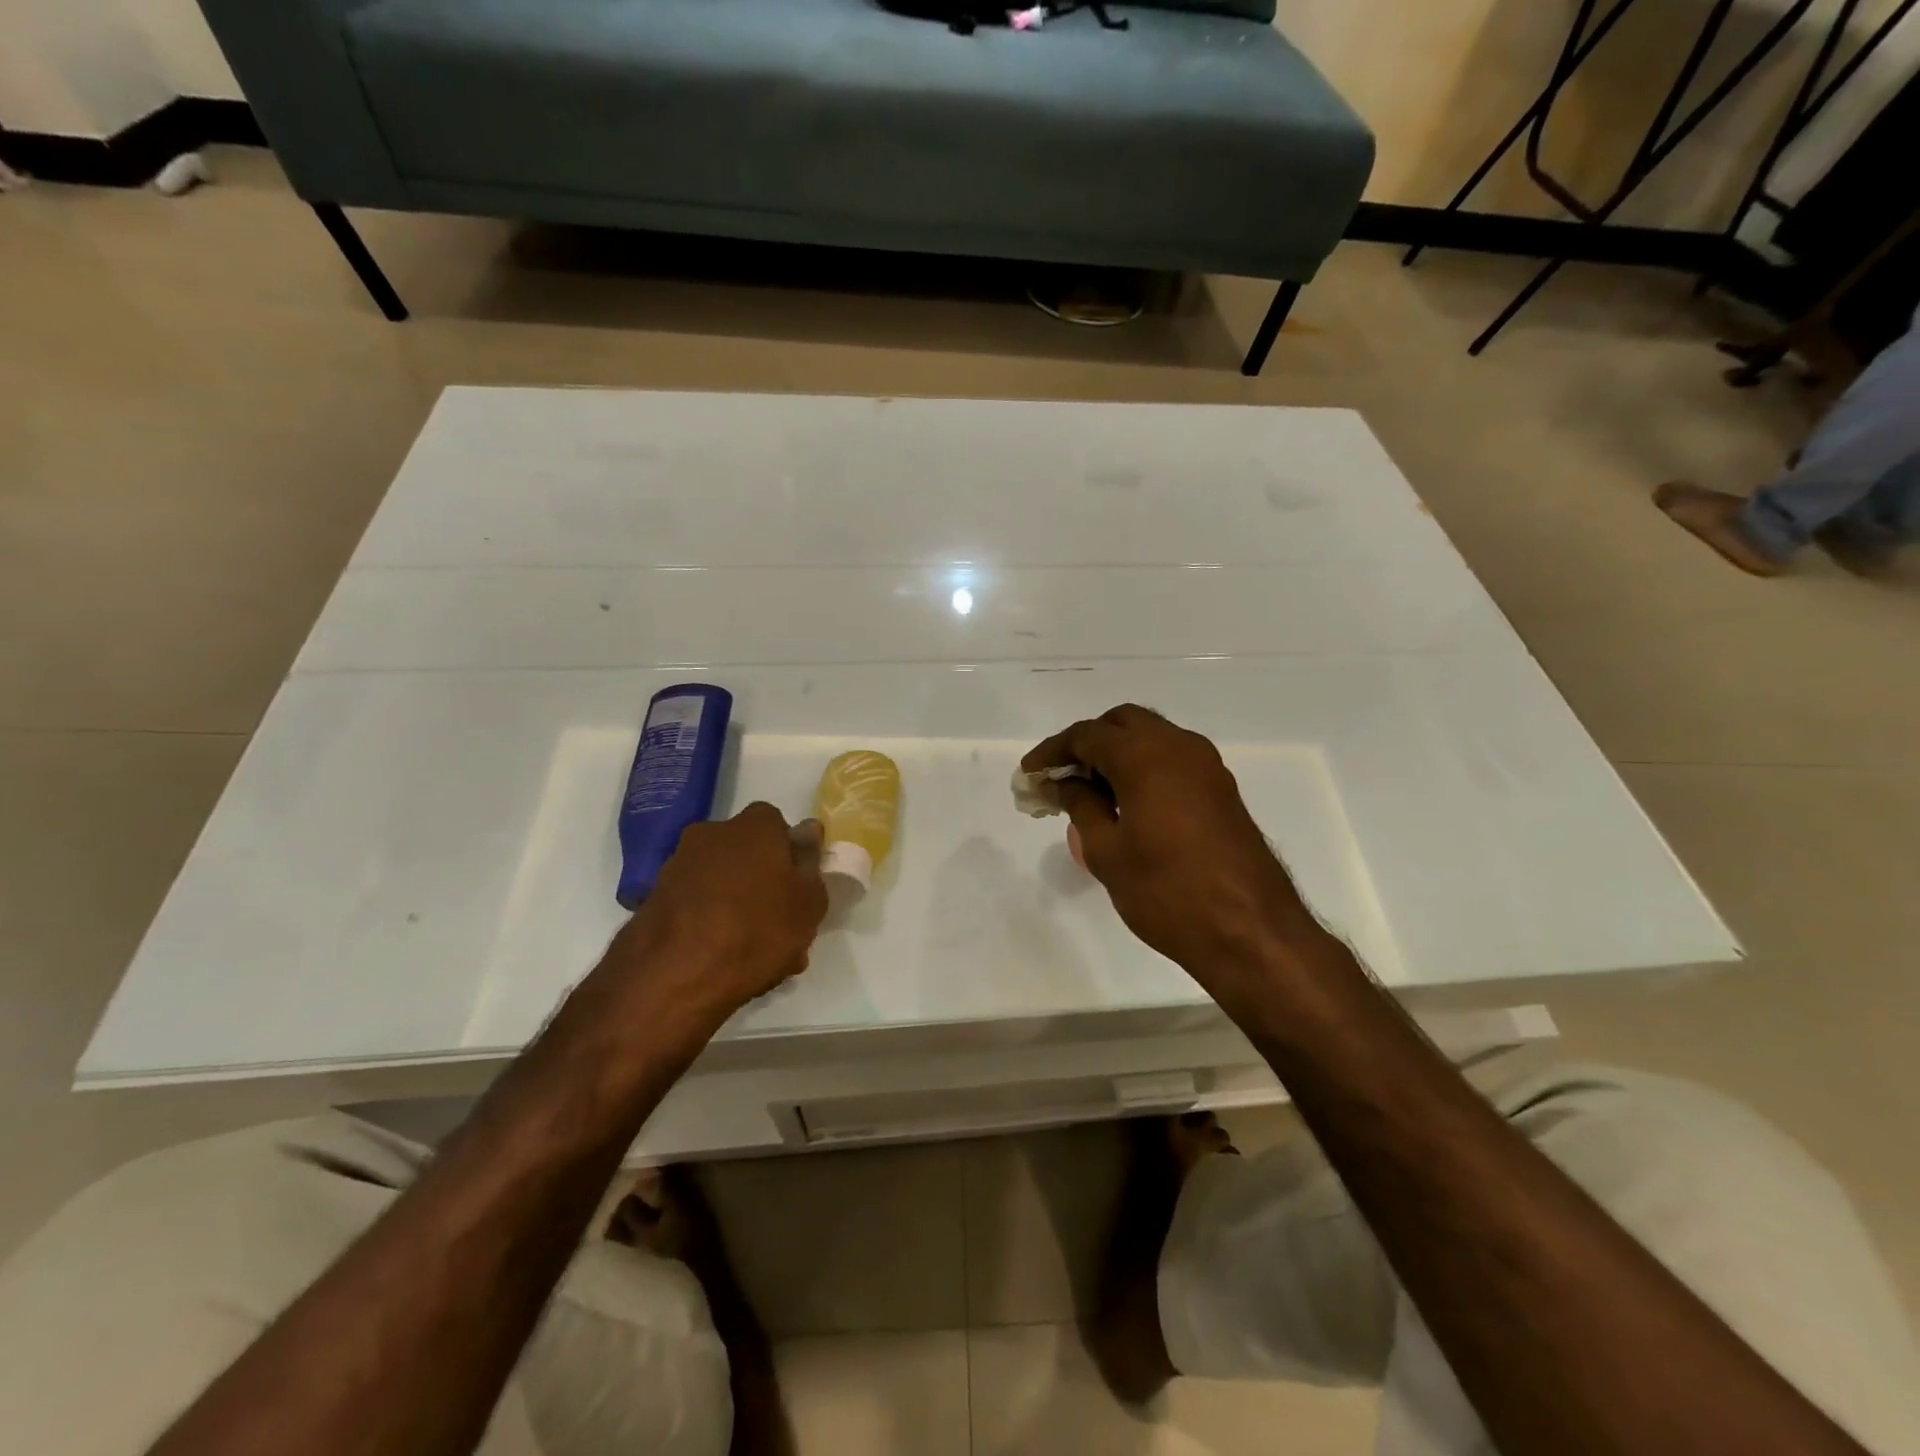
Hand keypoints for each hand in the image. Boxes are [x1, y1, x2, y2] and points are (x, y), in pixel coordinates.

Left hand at [608, 802, 828, 1025]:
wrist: (674, 974)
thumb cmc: (757, 929)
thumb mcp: (808, 902)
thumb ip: (810, 863)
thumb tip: (807, 831)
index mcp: (754, 826)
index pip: (777, 826)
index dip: (790, 855)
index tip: (798, 888)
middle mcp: (712, 834)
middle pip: (747, 853)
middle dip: (762, 881)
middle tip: (779, 925)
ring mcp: (679, 865)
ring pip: (720, 881)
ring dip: (735, 905)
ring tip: (753, 953)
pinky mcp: (654, 898)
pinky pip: (695, 905)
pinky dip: (708, 922)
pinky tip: (721, 959)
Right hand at [1023, 706, 1313, 991]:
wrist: (1250, 931)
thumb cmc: (1167, 892)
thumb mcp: (1107, 852)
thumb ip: (1080, 806)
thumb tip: (1064, 784)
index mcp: (1145, 755)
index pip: (1086, 735)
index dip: (1052, 752)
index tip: (1029, 774)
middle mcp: (1178, 747)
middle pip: (1122, 723)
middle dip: (1087, 743)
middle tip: (1061, 778)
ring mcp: (1206, 766)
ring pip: (1151, 738)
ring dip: (1117, 753)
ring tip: (1089, 793)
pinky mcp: (1221, 789)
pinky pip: (1172, 759)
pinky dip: (1143, 767)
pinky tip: (1127, 804)